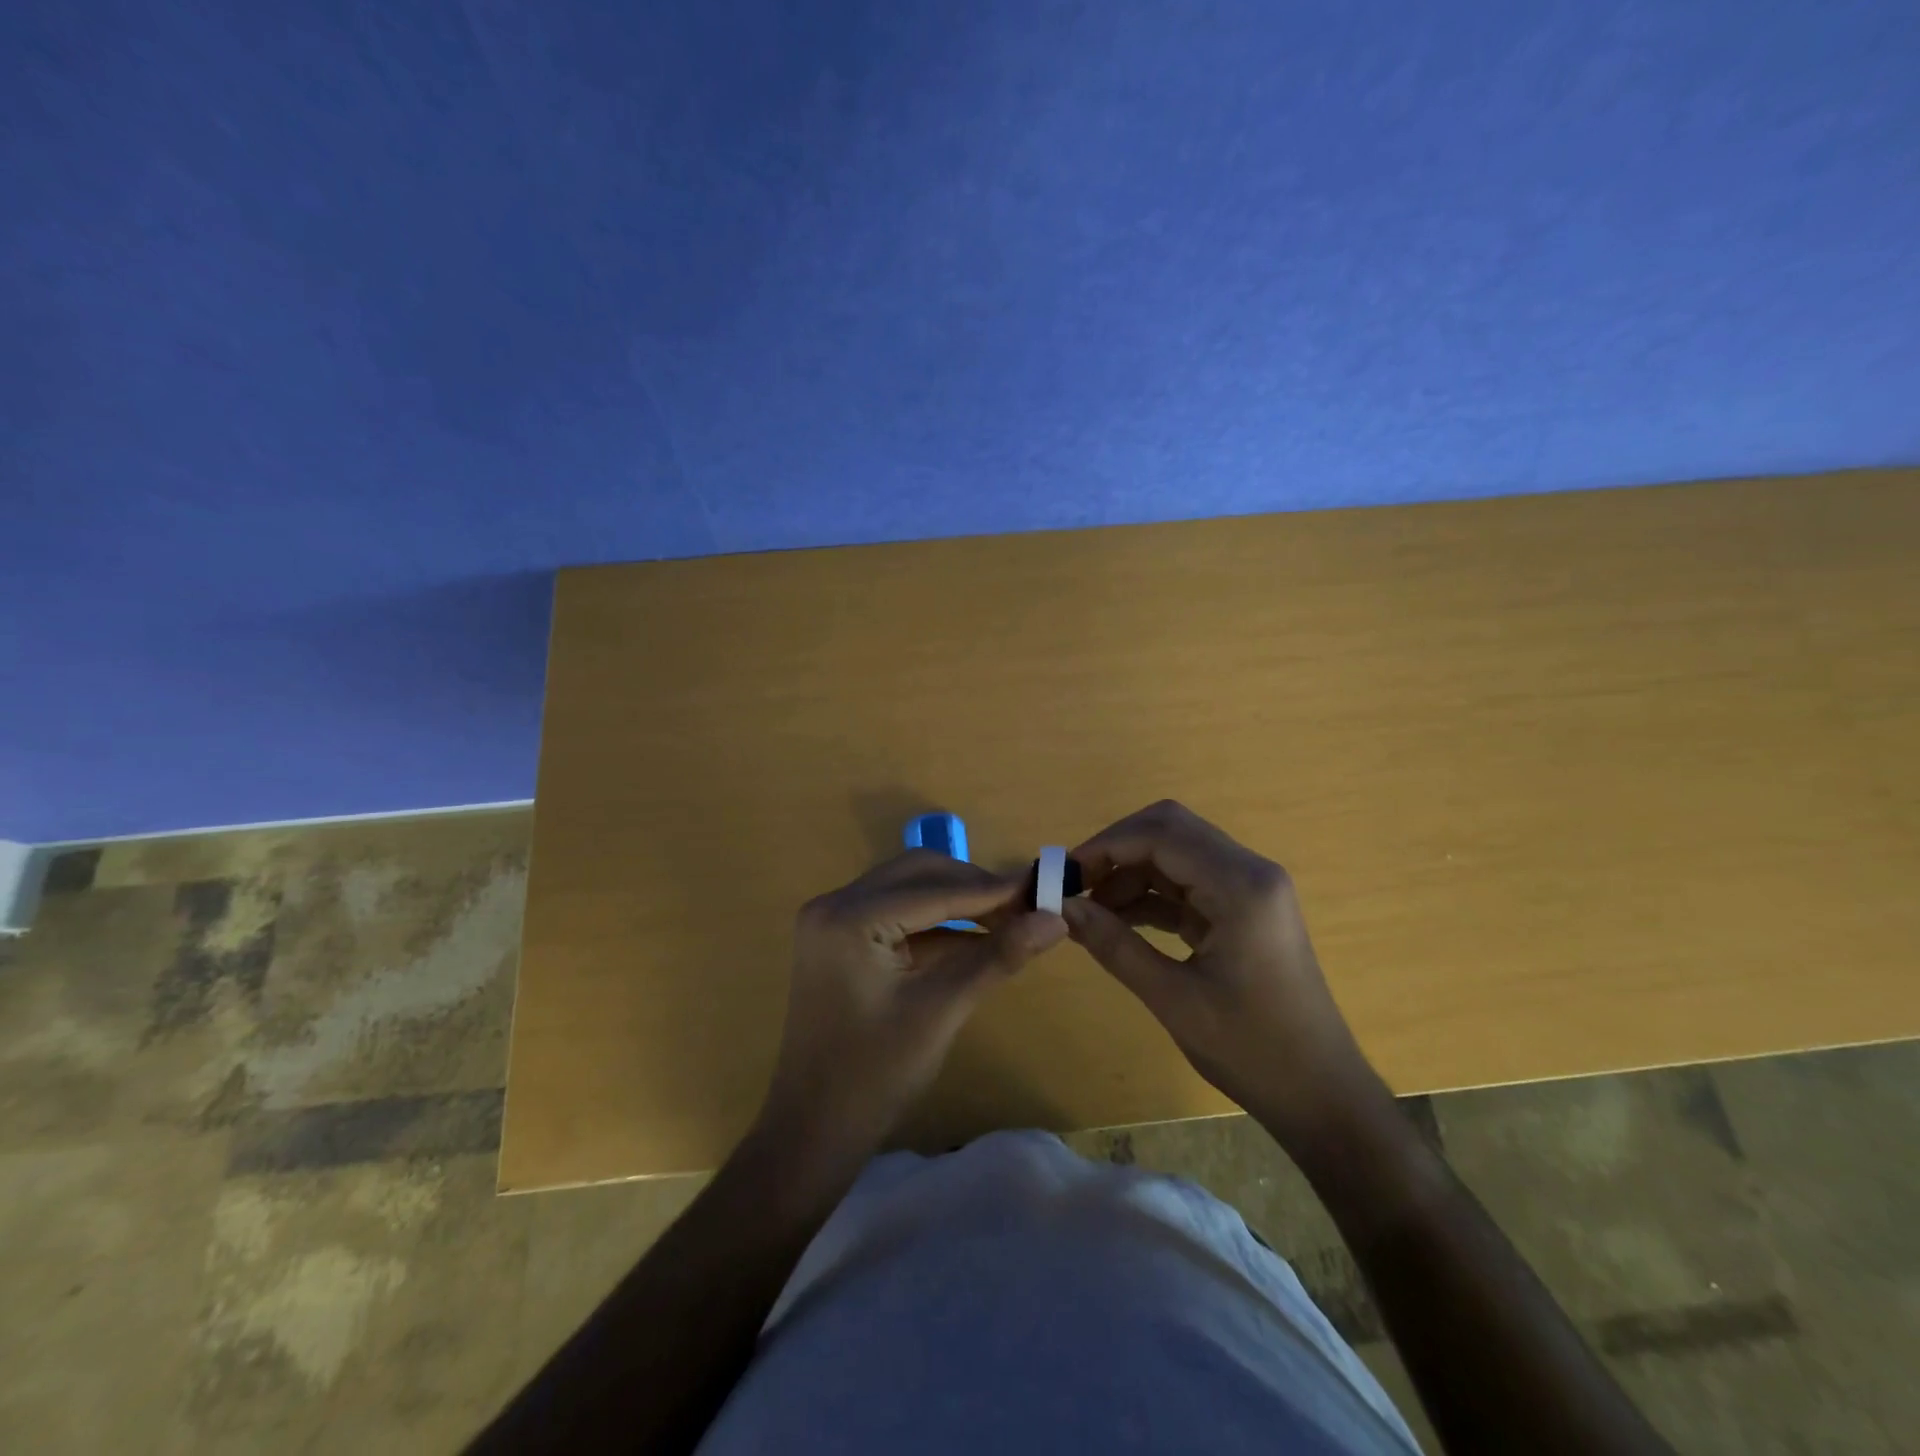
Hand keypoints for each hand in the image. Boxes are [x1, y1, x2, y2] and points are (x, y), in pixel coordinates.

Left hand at [762, 850, 1067, 1160]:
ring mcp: (832, 921)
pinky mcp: (840, 940)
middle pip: (918, 873)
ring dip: (957, 901)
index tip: (1043, 887)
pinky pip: (896, 914)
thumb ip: (998, 957)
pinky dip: (936, 923)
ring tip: (1009, 919)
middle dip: (973, 887)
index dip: (992, 889)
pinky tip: (976, 938)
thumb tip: (1056, 919)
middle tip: (1025, 906)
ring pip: (908, 889)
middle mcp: (834, 904)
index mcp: (849, 917)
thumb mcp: (942, 1011)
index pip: (934, 889)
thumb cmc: (875, 1076)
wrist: (813, 1131)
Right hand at [1063, 800, 1384, 1147]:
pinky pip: (1187, 884)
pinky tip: (1117, 922)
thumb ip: (1115, 946)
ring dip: (1130, 873)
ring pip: (1176, 854)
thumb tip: (1062, 907)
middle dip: (1116, 851)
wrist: (1321, 1095)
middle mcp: (1249, 871)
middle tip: (1075, 885)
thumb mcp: (1174, 999)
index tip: (1064, 874)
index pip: (1161, 834)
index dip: (1106, 846)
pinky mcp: (1243, 909)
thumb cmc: (1252, 1051)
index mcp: (1240, 885)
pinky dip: (1150, 895)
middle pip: (1169, 830)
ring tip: (1089, 911)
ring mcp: (1249, 888)